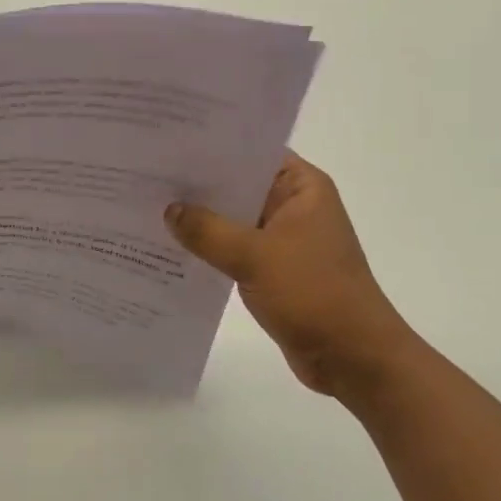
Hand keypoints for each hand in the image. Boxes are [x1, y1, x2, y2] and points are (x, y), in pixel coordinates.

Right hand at [165, 151, 415, 407]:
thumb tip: (169, 210)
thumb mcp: (254, 256)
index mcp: (302, 187)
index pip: (251, 151)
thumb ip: (208, 230)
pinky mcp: (274, 269)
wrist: (354, 358)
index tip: (169, 142)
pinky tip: (171, 248)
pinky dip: (210, 249)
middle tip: (146, 172)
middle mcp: (293, 205)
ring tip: (149, 207)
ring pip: (234, 219)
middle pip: (239, 184)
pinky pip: (235, 249)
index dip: (212, 146)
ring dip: (201, 220)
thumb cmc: (313, 293)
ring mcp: (284, 239)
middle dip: (198, 184)